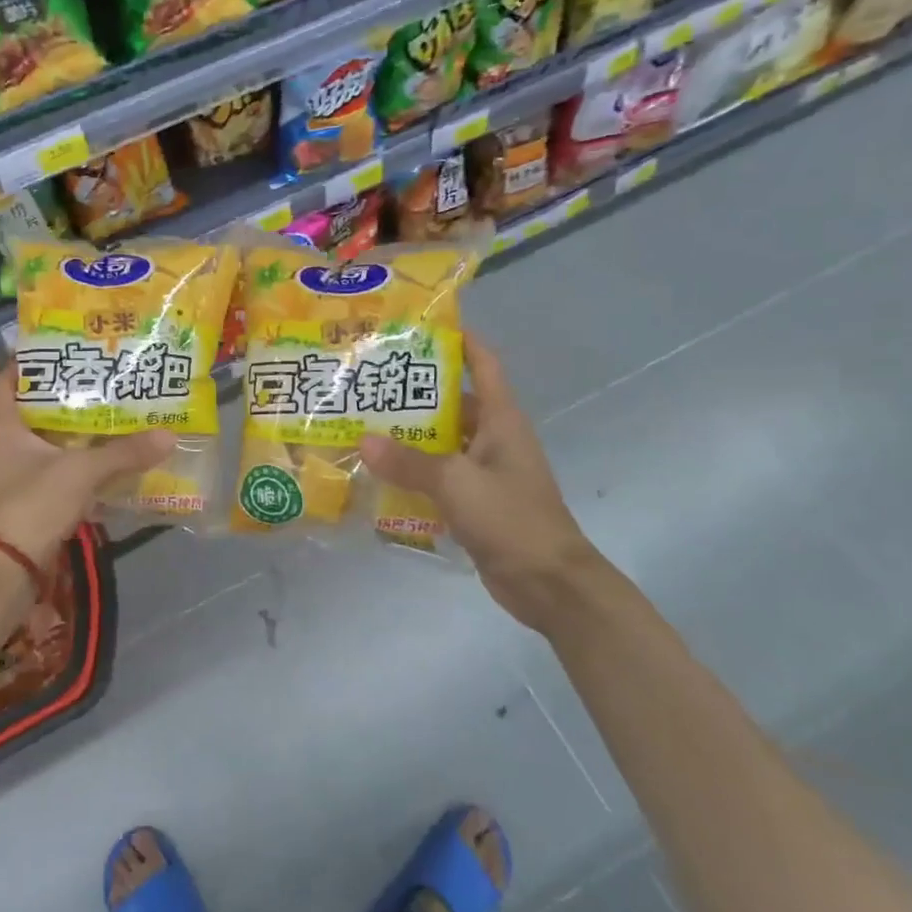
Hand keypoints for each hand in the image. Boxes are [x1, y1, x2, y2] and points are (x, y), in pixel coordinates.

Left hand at [0, 368, 173, 568]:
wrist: (4, 572)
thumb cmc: (31, 504)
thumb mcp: (81, 472)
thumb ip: (124, 453)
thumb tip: (169, 435)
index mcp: (0, 426)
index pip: (5, 380)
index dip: (29, 363)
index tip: (64, 353)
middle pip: (30, 411)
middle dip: (63, 399)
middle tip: (100, 383)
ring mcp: (6, 477)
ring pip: (41, 444)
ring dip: (70, 435)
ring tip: (108, 419)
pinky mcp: (19, 504)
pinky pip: (48, 473)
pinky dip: (71, 466)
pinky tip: (101, 464)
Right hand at [359, 331, 607, 631]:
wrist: (548, 583)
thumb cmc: (511, 519)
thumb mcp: (456, 484)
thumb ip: (409, 463)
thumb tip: (363, 441)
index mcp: (502, 420)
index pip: (484, 364)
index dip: (459, 340)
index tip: (420, 328)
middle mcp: (495, 438)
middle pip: (455, 403)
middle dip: (416, 393)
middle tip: (370, 383)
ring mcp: (485, 472)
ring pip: (443, 442)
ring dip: (410, 437)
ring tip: (364, 426)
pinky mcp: (476, 502)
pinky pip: (440, 477)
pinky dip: (414, 473)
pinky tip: (380, 475)